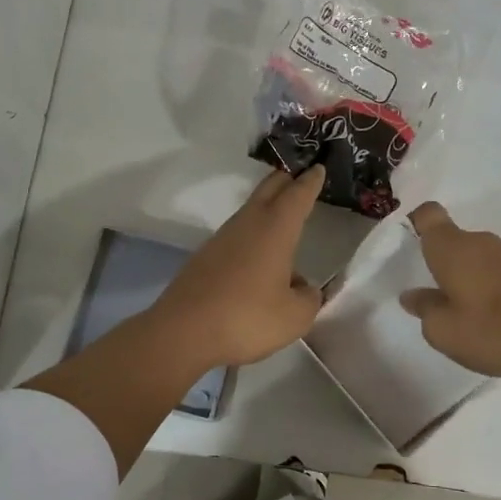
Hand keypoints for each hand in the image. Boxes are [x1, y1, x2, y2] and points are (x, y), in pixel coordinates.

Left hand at [151, 166, 326, 368]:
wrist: (183, 332)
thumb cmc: (246, 318)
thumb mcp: (294, 316)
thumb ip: (308, 298)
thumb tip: (303, 288)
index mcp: (275, 230)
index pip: (297, 196)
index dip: (310, 182)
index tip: (317, 167)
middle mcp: (247, 225)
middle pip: (268, 191)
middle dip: (285, 181)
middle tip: (299, 175)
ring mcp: (221, 239)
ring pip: (250, 212)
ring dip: (267, 207)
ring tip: (282, 214)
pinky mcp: (204, 258)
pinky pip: (236, 235)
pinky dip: (252, 233)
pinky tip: (257, 256)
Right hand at [399, 202, 500, 376]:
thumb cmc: (491, 331)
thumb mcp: (444, 331)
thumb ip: (424, 308)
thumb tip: (412, 295)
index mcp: (452, 248)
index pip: (428, 214)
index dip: (416, 222)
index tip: (409, 242)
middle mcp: (480, 242)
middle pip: (452, 240)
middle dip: (441, 261)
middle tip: (433, 294)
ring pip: (475, 256)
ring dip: (466, 275)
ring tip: (464, 311)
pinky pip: (497, 269)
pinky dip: (489, 284)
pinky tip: (491, 314)